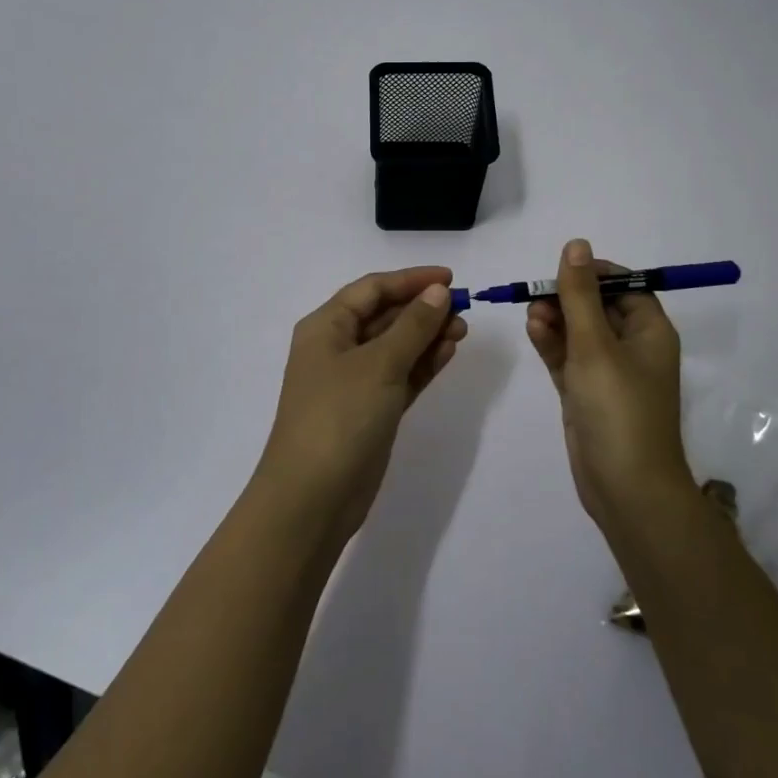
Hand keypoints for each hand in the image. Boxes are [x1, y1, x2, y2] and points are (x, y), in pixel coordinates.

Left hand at [253, 266, 467, 548]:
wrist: (312, 498)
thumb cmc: (340, 416)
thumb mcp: (379, 364)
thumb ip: (413, 326)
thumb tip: (438, 292)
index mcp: (326, 327)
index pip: (372, 289)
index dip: (411, 280)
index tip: (451, 279)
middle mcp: (337, 348)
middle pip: (385, 316)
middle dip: (423, 309)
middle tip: (464, 310)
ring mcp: (354, 382)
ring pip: (396, 347)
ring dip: (427, 336)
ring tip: (463, 332)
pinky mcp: (370, 410)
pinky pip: (400, 376)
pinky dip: (422, 364)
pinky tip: (448, 353)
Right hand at [526, 239, 689, 531]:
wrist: (626, 489)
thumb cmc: (618, 409)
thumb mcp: (596, 345)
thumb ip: (580, 295)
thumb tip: (576, 244)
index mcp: (650, 331)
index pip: (624, 286)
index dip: (593, 274)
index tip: (561, 271)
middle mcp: (632, 347)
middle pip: (597, 307)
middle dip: (566, 297)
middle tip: (537, 297)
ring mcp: (608, 372)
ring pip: (578, 332)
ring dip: (555, 319)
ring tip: (532, 316)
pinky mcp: (586, 393)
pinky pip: (568, 358)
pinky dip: (552, 343)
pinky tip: (533, 331)